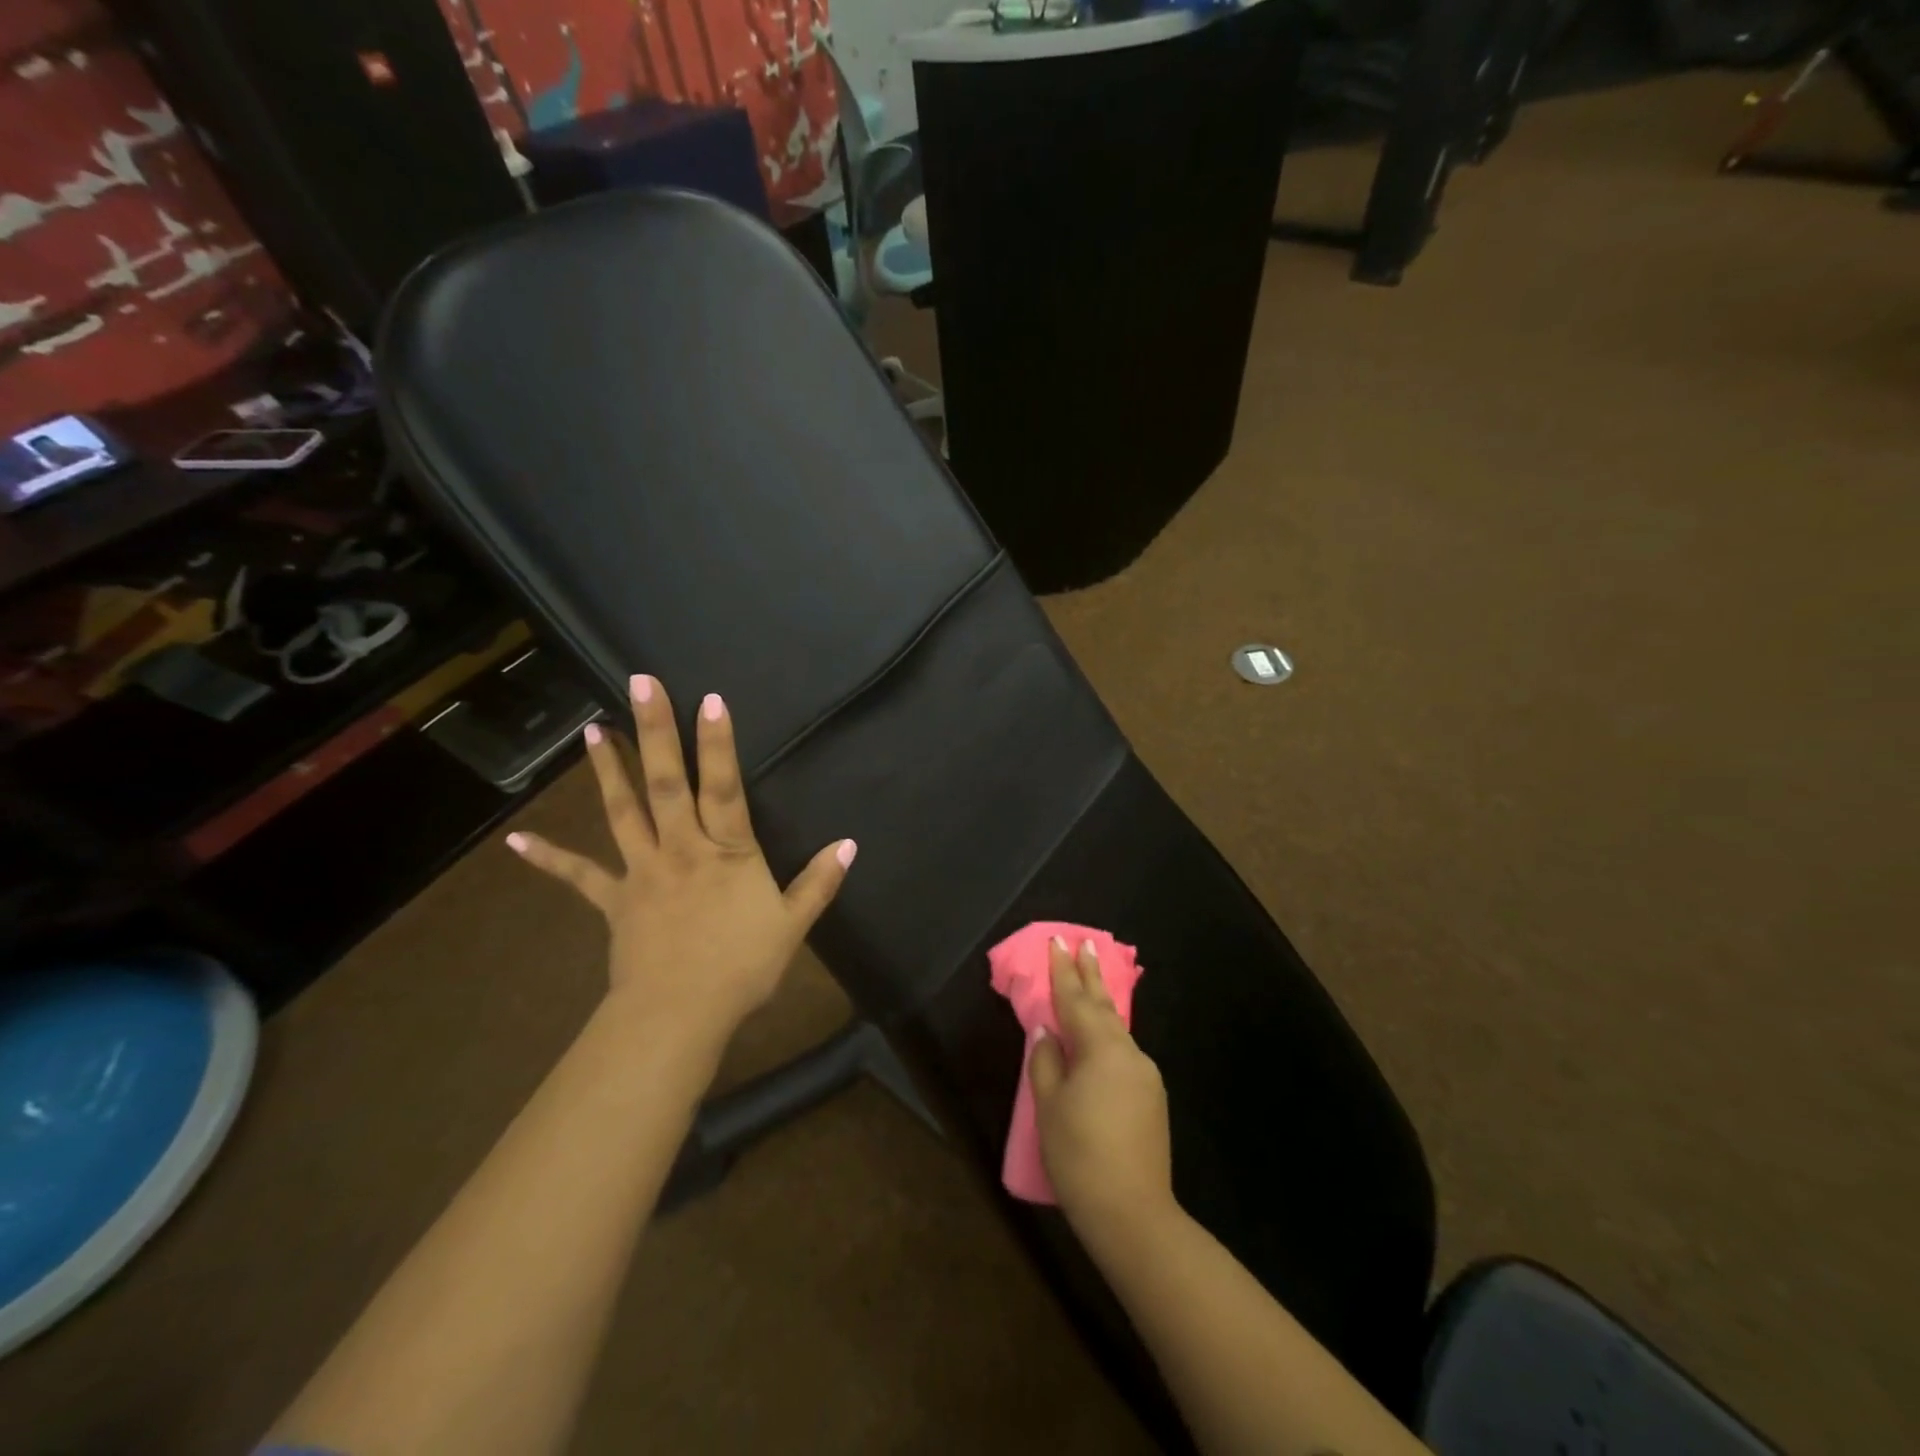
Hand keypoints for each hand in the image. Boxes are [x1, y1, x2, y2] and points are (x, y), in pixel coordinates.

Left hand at [506, 674, 854, 1050]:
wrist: (679, 1015)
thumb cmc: (741, 967)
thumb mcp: (793, 925)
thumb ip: (820, 881)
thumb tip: (850, 844)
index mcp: (728, 852)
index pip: (725, 786)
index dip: (719, 743)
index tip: (709, 699)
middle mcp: (682, 849)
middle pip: (668, 783)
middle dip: (656, 732)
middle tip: (639, 684)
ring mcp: (643, 871)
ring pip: (623, 812)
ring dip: (609, 770)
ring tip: (592, 730)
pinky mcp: (615, 900)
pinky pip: (580, 876)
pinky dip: (550, 858)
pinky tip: (516, 841)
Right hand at [1029, 937, 1174, 1238]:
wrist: (1133, 1214)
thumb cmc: (1080, 1155)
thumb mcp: (1049, 1106)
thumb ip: (1046, 1061)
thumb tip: (1048, 1031)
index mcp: (1101, 1049)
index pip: (1076, 1000)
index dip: (1063, 971)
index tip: (1059, 941)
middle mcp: (1129, 1053)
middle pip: (1104, 1006)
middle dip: (1091, 975)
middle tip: (1085, 944)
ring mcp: (1146, 1076)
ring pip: (1116, 1031)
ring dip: (1101, 1006)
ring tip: (1089, 986)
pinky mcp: (1153, 1099)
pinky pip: (1124, 1054)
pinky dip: (1108, 1038)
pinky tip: (1100, 1042)